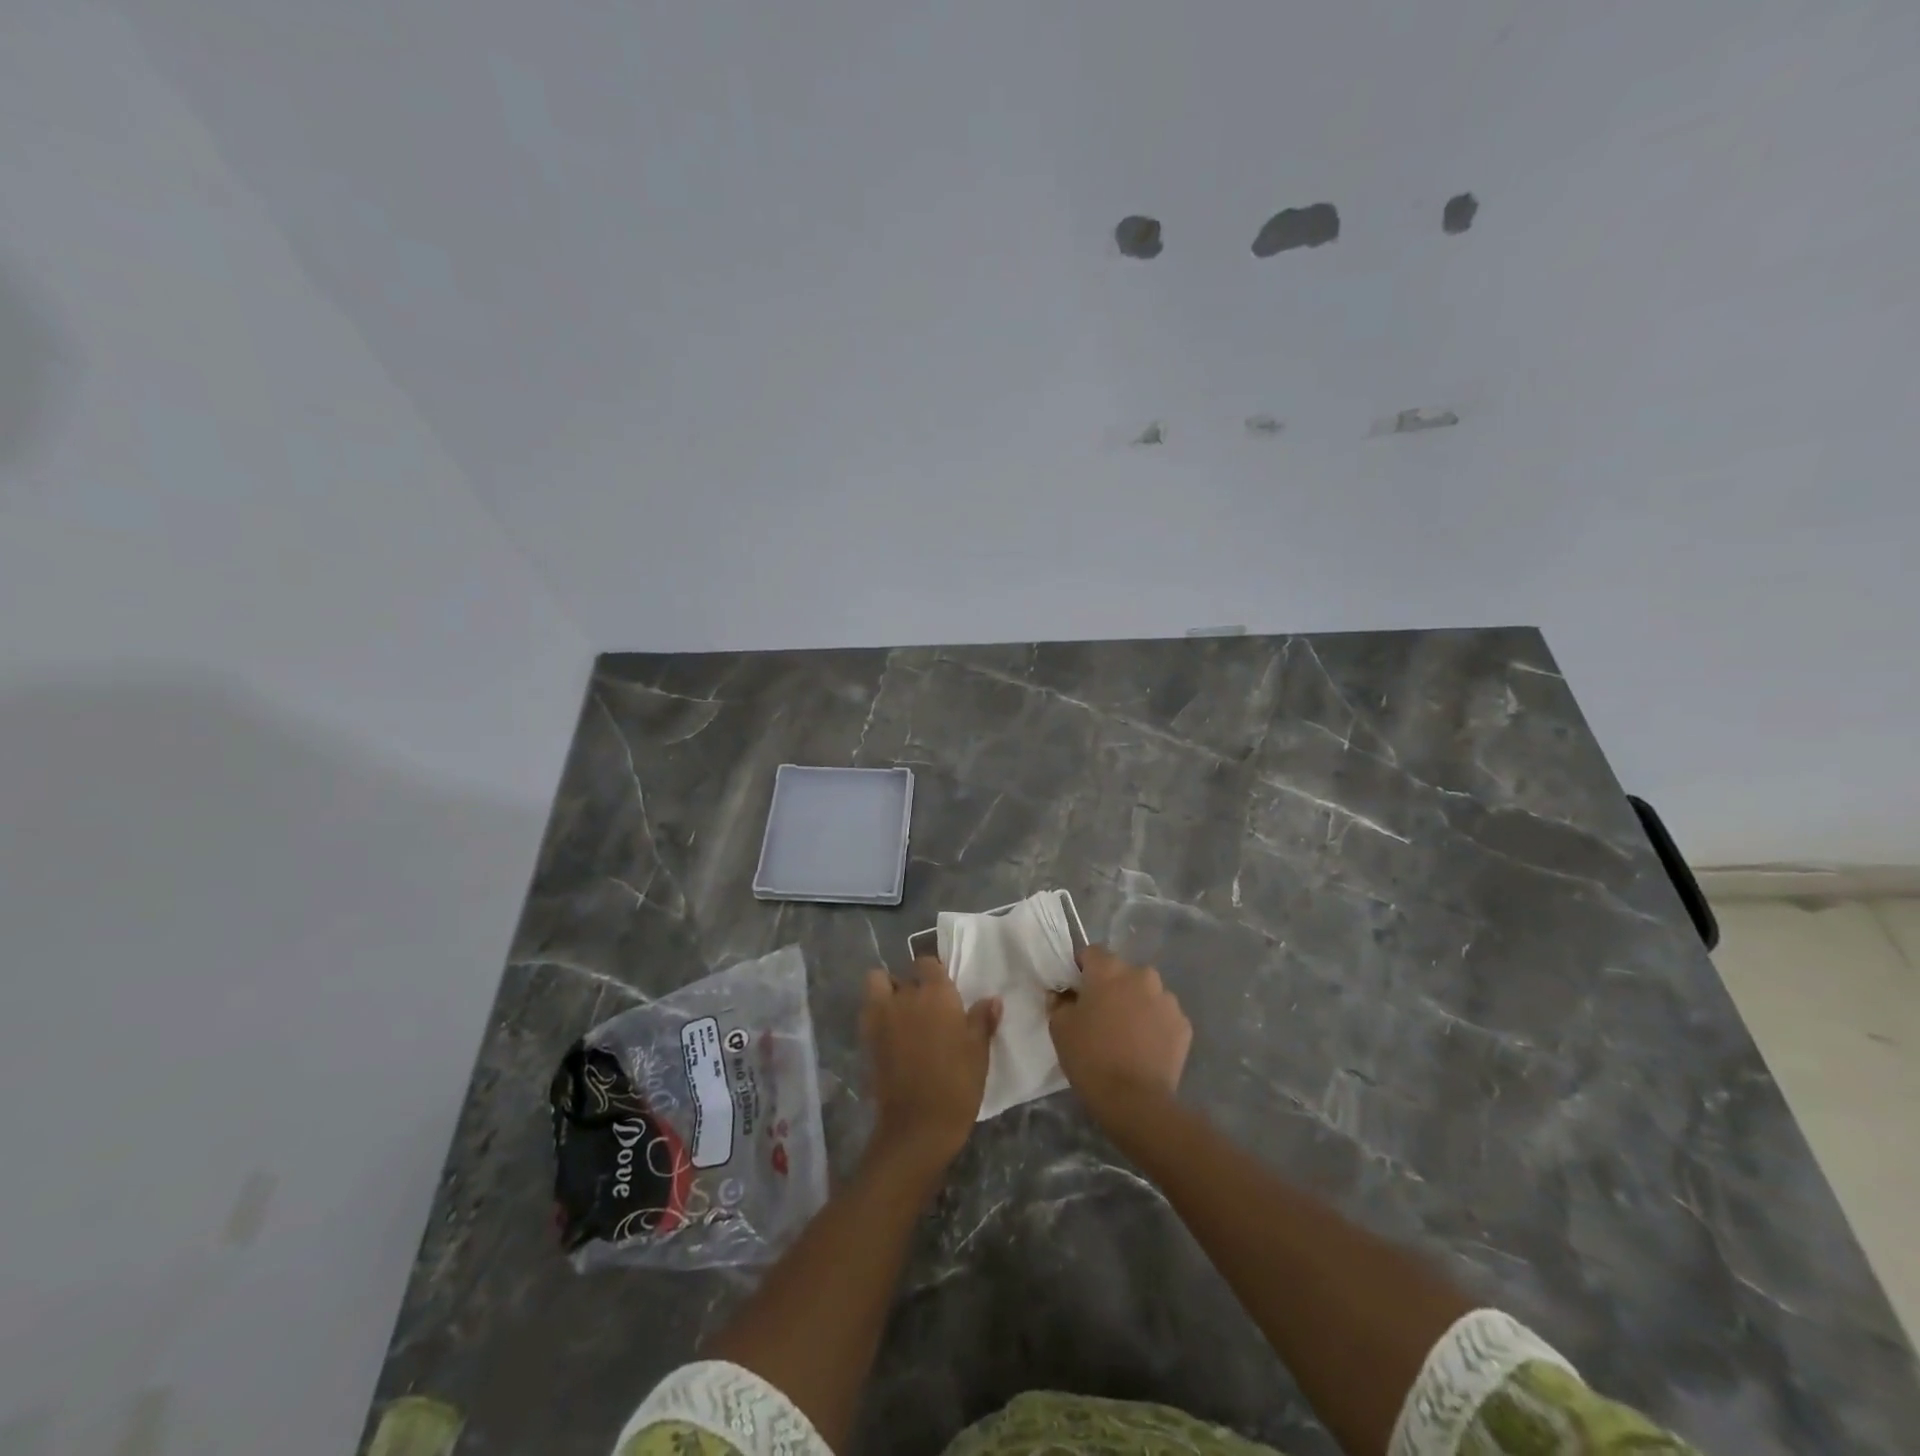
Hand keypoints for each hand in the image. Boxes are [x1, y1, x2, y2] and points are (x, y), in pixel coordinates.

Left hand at [861, 959, 999, 1174]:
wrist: (918, 1125)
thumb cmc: (957, 1084)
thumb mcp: (979, 1052)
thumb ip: (982, 1020)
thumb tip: (992, 999)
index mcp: (937, 993)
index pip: (928, 963)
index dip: (933, 973)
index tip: (942, 989)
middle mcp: (906, 995)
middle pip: (905, 975)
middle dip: (912, 985)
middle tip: (925, 1007)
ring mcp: (882, 1015)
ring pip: (877, 984)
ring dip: (887, 991)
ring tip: (900, 1012)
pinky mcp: (867, 1037)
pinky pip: (868, 1010)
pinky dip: (875, 1013)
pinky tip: (889, 1033)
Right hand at [1048, 944, 1191, 1125]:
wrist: (1135, 1100)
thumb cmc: (1090, 1057)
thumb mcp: (1059, 1027)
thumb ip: (1059, 1001)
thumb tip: (1063, 993)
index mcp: (1110, 969)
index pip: (1092, 953)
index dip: (1082, 969)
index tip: (1076, 992)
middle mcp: (1142, 975)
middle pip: (1122, 972)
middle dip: (1111, 987)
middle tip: (1100, 1015)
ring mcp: (1167, 999)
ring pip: (1145, 993)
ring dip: (1135, 1004)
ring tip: (1126, 1034)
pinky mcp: (1184, 1025)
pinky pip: (1163, 1016)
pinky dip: (1154, 1025)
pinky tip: (1144, 1048)